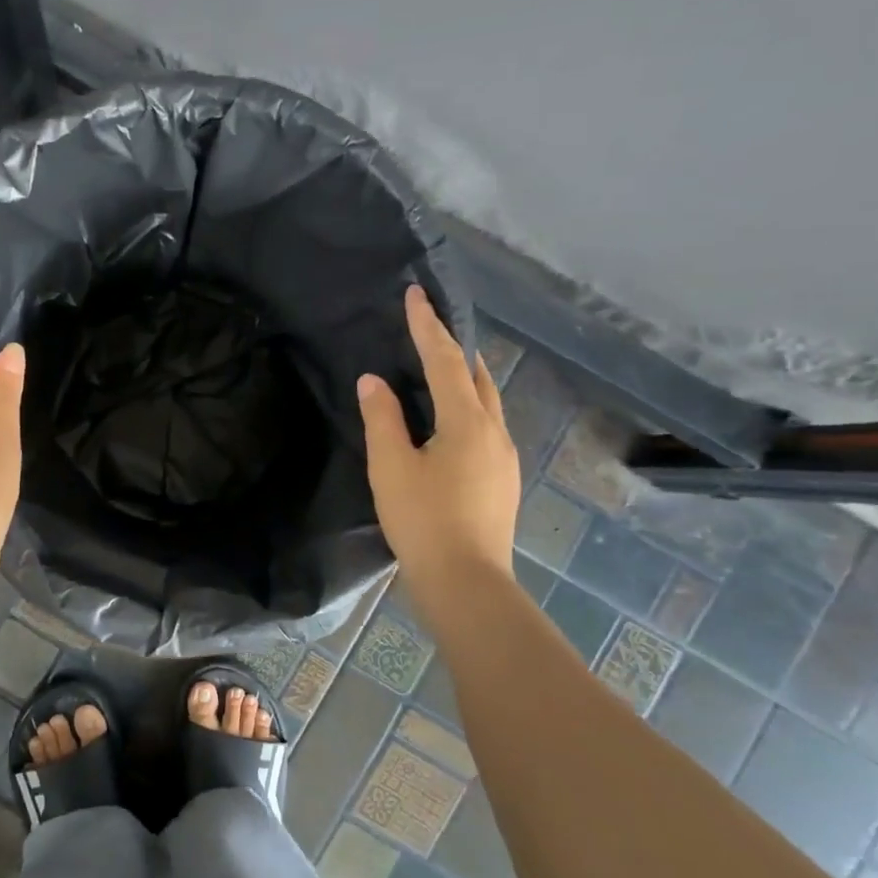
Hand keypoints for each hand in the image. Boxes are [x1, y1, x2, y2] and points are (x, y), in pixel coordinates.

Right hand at [357, 285, 521, 587]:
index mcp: (467, 422)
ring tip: (439, 371)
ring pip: (487, 402)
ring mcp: (504, 457)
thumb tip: (373, 381)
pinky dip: (467, 408)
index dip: (427, 326)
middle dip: (453, 348)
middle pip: (476, 376)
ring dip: (463, 379)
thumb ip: (382, 419)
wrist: (467, 582)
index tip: (416, 294)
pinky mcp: (503, 479)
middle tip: (428, 330)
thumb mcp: (390, 467)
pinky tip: (450, 424)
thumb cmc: (422, 520)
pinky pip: (487, 426)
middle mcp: (494, 431)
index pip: (445, 360)